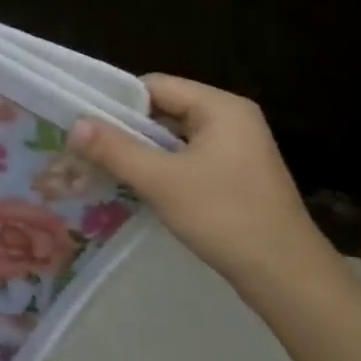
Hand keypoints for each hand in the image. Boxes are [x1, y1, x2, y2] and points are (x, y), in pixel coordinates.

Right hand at [68, 74, 339, 293]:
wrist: (285, 275)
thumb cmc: (224, 216)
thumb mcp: (161, 180)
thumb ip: (115, 149)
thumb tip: (75, 124)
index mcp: (220, 107)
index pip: (156, 85)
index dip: (117, 101)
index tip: (84, 124)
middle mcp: (231, 119)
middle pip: (164, 110)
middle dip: (124, 129)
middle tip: (84, 148)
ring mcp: (235, 149)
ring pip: (173, 138)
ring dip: (139, 151)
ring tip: (100, 167)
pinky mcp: (234, 177)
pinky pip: (186, 159)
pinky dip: (159, 169)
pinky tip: (134, 187)